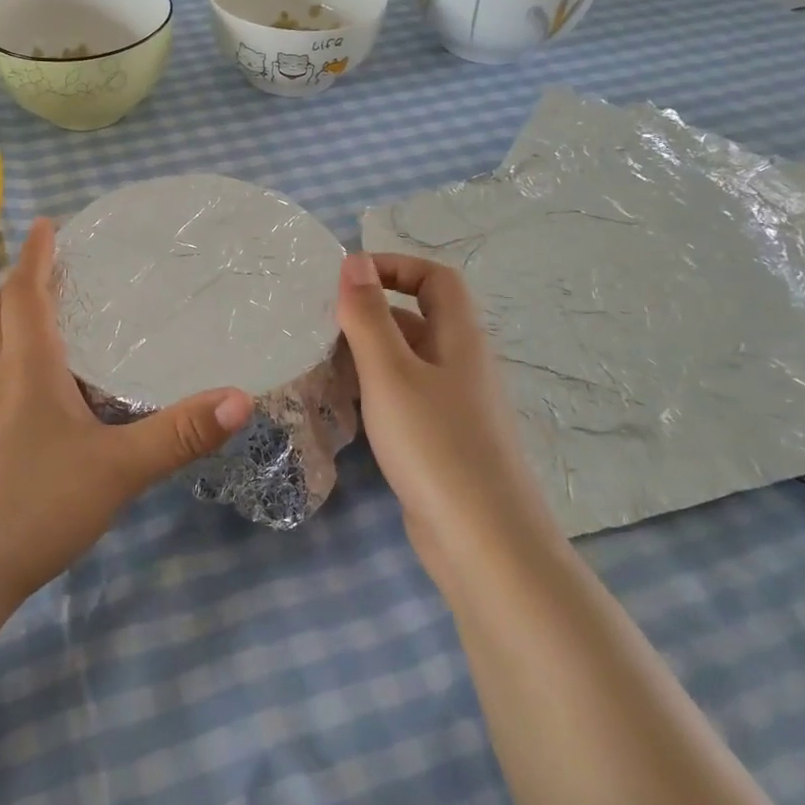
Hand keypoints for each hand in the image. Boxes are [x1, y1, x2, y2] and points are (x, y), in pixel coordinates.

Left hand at [0, 218, 254, 607]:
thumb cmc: (36, 507)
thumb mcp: (120, 470)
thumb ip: (180, 434)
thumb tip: (241, 397)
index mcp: (27, 370)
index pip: (26, 294)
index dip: (36, 256)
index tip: (46, 224)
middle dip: (17, 280)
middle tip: (43, 266)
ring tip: (14, 311)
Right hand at [335, 252, 557, 586]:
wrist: (483, 543)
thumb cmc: (435, 445)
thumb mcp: (391, 373)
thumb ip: (369, 316)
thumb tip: (354, 261)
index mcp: (460, 338)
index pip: (436, 278)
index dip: (395, 266)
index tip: (347, 279)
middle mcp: (462, 364)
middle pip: (418, 318)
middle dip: (370, 313)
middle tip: (320, 323)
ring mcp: (454, 405)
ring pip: (407, 360)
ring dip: (367, 353)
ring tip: (320, 361)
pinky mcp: (443, 440)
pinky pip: (405, 397)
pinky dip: (375, 390)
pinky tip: (345, 405)